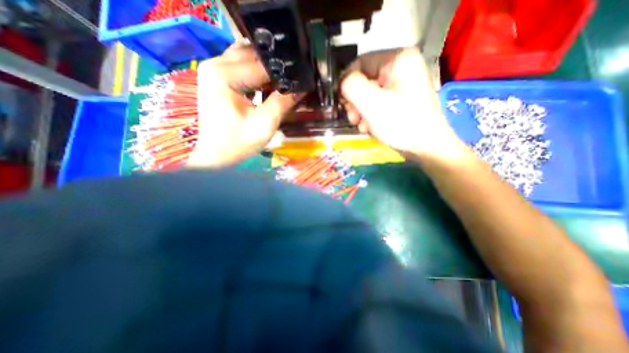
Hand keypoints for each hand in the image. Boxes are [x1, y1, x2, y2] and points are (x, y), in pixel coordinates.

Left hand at [188, 43, 303, 167]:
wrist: (217, 156)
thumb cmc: (238, 143)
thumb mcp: (265, 123)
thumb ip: (283, 102)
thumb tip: (302, 87)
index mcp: (223, 74)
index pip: (262, 64)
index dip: (284, 72)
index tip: (302, 78)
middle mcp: (215, 64)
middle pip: (253, 55)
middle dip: (276, 67)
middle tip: (294, 79)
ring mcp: (214, 70)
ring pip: (247, 58)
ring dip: (266, 69)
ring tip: (284, 82)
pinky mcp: (217, 79)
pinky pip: (241, 67)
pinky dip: (257, 73)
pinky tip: (269, 84)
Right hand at [340, 47, 465, 162]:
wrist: (426, 147)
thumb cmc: (400, 123)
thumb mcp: (371, 103)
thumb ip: (352, 86)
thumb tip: (342, 83)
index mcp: (397, 60)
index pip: (360, 63)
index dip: (346, 82)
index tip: (342, 103)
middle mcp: (401, 68)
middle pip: (364, 80)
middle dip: (355, 102)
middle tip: (354, 118)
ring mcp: (401, 85)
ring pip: (369, 94)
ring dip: (361, 112)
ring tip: (364, 126)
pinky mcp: (400, 100)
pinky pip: (377, 103)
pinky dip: (370, 116)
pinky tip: (371, 127)